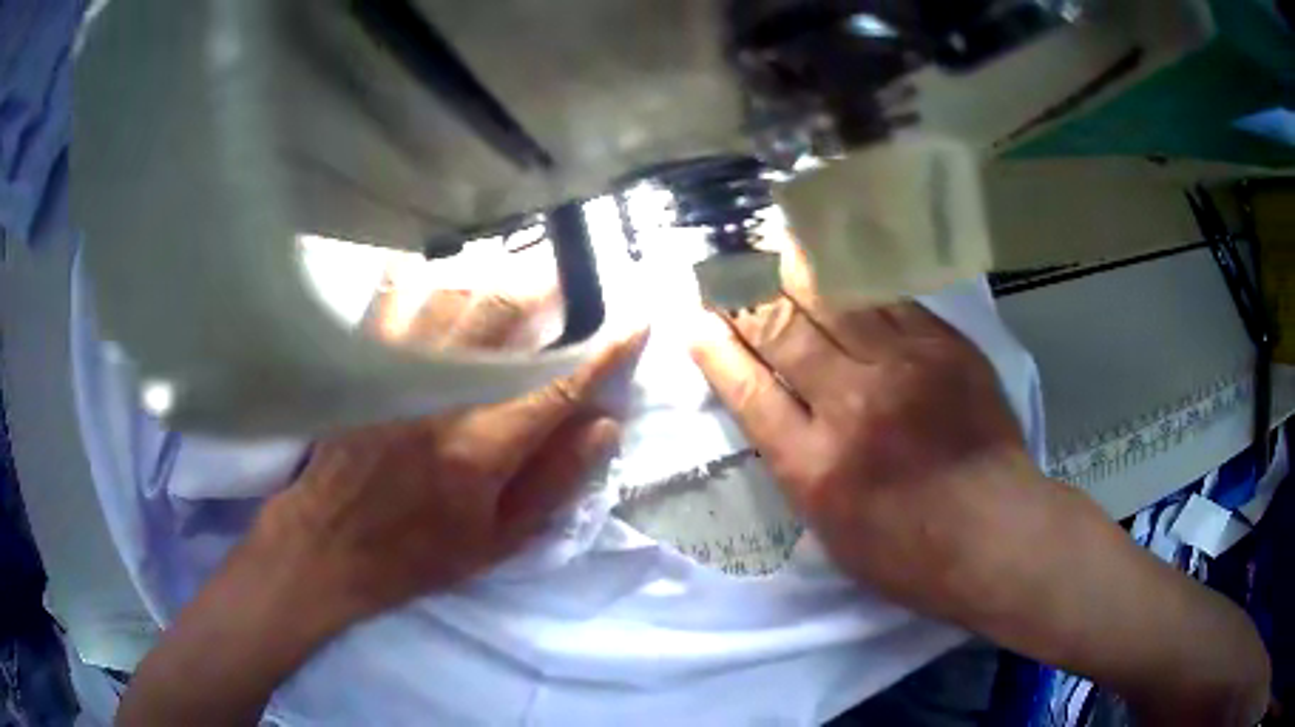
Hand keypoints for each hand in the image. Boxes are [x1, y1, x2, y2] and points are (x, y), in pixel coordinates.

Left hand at [262, 283, 643, 620]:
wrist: (331, 543)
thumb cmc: (420, 552)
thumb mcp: (499, 541)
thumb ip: (555, 481)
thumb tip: (604, 425)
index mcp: (483, 448)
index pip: (559, 385)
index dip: (605, 351)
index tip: (635, 321)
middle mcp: (442, 396)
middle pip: (504, 316)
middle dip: (549, 289)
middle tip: (571, 281)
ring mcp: (397, 373)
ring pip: (454, 293)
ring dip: (494, 275)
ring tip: (516, 272)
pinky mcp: (365, 364)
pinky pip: (394, 296)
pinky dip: (423, 274)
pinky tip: (440, 270)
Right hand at [689, 286, 1029, 616]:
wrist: (995, 533)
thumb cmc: (908, 552)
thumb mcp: (830, 530)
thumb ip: (798, 466)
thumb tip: (775, 412)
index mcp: (813, 467)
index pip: (748, 390)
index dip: (715, 348)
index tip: (693, 320)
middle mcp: (850, 407)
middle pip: (782, 334)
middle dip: (742, 298)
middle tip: (722, 272)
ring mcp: (901, 369)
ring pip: (833, 301)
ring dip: (792, 271)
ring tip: (769, 247)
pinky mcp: (943, 347)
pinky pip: (889, 297)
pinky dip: (854, 275)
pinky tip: (835, 254)